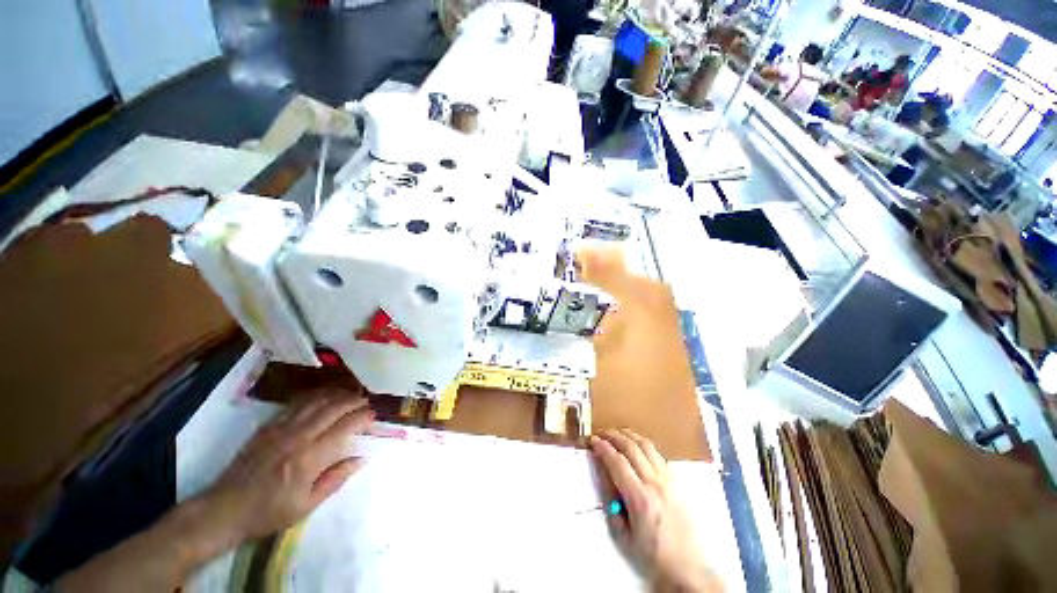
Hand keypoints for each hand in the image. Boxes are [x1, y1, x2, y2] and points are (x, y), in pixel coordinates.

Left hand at [201, 392, 374, 542]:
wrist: (225, 509)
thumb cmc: (269, 512)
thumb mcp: (306, 505)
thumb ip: (336, 479)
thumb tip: (362, 459)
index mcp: (309, 458)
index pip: (344, 427)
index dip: (362, 417)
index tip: (374, 415)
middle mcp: (297, 437)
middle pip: (332, 408)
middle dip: (353, 401)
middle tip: (366, 401)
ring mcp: (280, 429)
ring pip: (315, 401)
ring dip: (336, 394)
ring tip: (350, 394)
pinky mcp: (268, 427)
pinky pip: (295, 404)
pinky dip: (314, 396)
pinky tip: (323, 397)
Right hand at [589, 429, 721, 592]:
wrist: (687, 567)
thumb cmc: (652, 555)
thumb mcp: (623, 534)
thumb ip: (611, 501)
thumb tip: (603, 473)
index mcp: (640, 498)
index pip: (618, 462)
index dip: (603, 448)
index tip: (593, 441)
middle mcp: (655, 483)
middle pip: (632, 448)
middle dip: (614, 436)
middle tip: (602, 433)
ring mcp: (668, 480)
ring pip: (647, 446)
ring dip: (630, 435)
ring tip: (617, 433)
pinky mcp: (676, 481)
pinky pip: (658, 454)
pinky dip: (644, 444)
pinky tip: (636, 445)